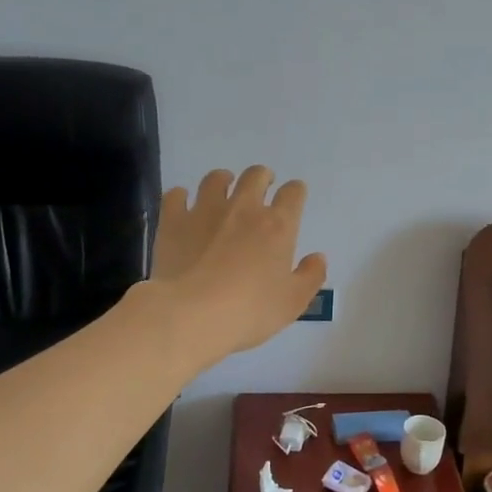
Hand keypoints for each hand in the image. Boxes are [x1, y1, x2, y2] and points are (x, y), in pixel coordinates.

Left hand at [148, 167, 326, 368]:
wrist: (192, 315)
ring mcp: (205, 211)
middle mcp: (244, 208)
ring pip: (215, 179)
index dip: (296, 191)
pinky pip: (176, 195)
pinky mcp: (174, 221)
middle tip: (262, 187)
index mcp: (278, 226)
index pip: (293, 193)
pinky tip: (183, 204)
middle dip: (263, 177)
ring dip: (224, 179)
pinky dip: (181, 196)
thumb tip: (318, 257)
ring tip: (224, 187)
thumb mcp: (293, 302)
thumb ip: (310, 276)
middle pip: (256, 176)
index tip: (294, 197)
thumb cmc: (250, 311)